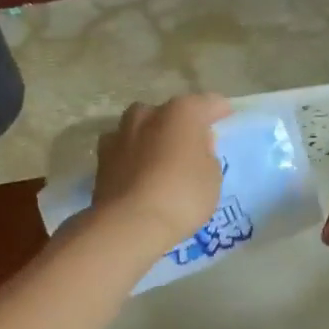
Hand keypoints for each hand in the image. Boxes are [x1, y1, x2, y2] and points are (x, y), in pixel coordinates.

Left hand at [91, 94, 231, 249]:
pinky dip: (133, 158)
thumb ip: (206, 155)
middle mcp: (147, 114)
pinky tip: (139, 175)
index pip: (207, 104)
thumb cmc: (182, 196)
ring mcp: (120, 134)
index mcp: (181, 112)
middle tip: (191, 146)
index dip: (219, 111)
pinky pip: (125, 151)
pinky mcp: (101, 158)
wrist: (129, 224)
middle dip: (180, 125)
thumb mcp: (212, 177)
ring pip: (141, 129)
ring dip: (152, 139)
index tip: (226, 118)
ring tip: (161, 160)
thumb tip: (195, 147)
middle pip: (169, 114)